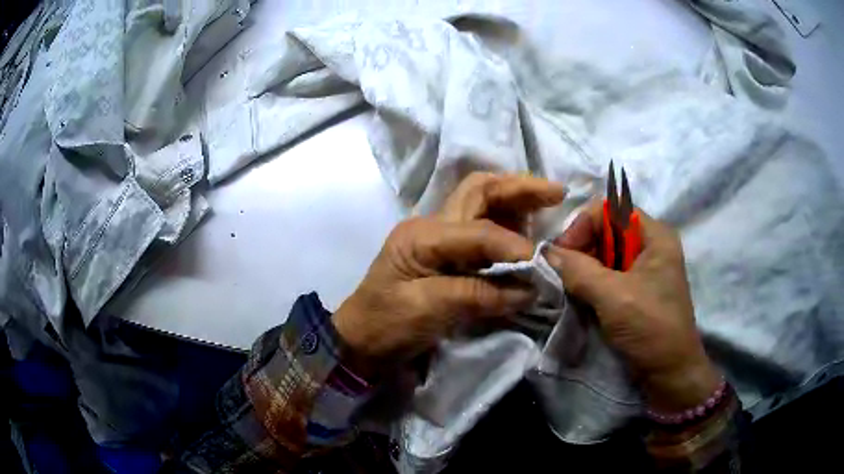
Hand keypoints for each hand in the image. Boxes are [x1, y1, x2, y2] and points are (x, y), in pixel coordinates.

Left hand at [332, 173, 564, 375]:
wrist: (360, 340)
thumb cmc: (385, 325)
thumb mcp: (428, 311)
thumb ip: (478, 296)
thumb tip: (528, 290)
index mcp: (422, 236)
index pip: (480, 232)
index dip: (515, 247)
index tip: (545, 265)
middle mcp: (431, 225)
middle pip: (479, 191)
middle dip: (519, 188)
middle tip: (556, 192)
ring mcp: (437, 237)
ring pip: (480, 202)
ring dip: (515, 200)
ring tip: (547, 204)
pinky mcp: (444, 253)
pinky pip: (481, 228)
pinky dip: (507, 224)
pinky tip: (526, 230)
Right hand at [546, 201, 719, 411]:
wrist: (669, 372)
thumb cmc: (650, 327)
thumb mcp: (614, 296)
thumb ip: (579, 270)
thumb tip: (545, 252)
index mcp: (654, 236)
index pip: (611, 210)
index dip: (584, 225)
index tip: (563, 254)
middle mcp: (650, 245)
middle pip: (607, 230)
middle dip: (581, 247)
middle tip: (561, 273)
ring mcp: (644, 269)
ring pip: (605, 254)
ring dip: (583, 267)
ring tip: (568, 287)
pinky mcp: (636, 290)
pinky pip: (608, 275)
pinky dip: (590, 282)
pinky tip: (579, 297)